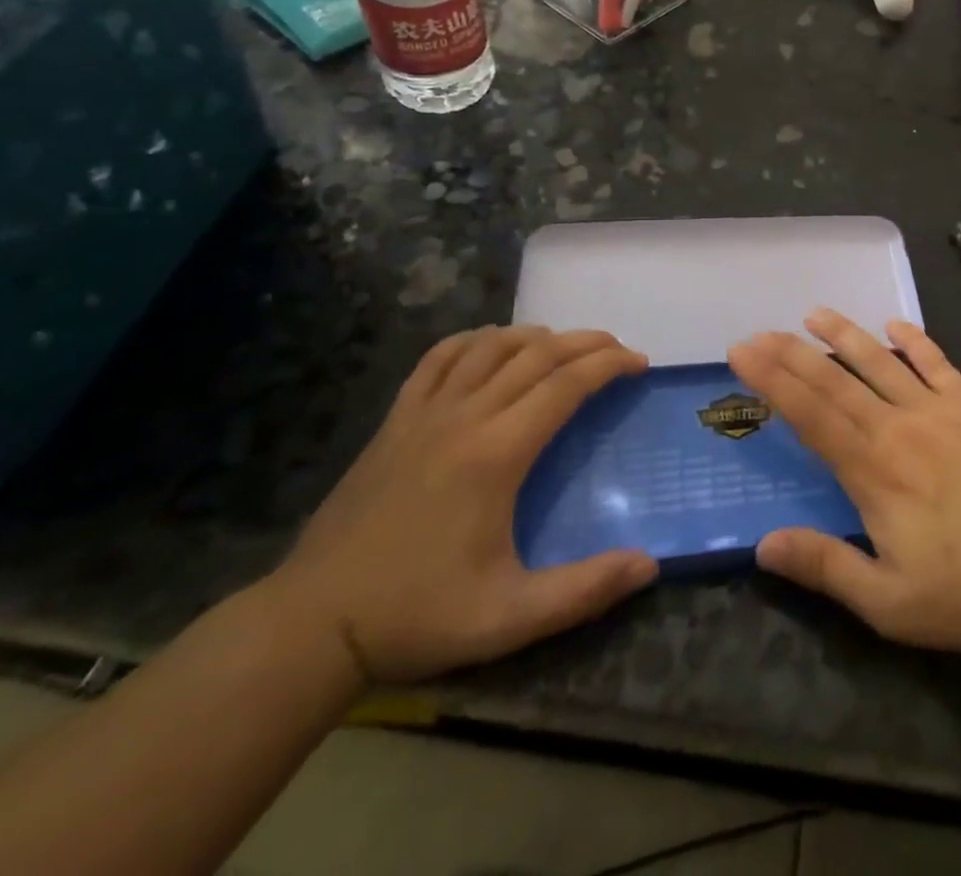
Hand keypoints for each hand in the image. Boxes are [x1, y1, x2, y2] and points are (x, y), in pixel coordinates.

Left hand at [270, 326, 658, 683]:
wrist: (310, 624)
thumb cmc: (416, 615)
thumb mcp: (508, 617)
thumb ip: (584, 590)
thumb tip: (649, 566)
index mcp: (497, 453)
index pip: (566, 384)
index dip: (609, 365)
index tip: (639, 363)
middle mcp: (465, 417)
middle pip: (536, 354)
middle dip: (585, 342)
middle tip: (618, 350)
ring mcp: (425, 413)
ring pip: (490, 346)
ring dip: (536, 336)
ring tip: (564, 346)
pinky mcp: (395, 420)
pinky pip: (439, 359)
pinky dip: (475, 341)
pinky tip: (490, 346)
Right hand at [728, 311, 960, 657]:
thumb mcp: (887, 603)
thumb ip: (824, 566)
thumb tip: (763, 545)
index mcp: (873, 472)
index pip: (810, 414)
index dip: (772, 381)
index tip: (742, 353)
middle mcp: (900, 428)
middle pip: (836, 381)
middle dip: (792, 353)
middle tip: (759, 331)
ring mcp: (940, 410)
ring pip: (881, 362)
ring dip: (845, 335)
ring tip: (814, 314)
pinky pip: (937, 362)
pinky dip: (914, 341)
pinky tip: (894, 324)